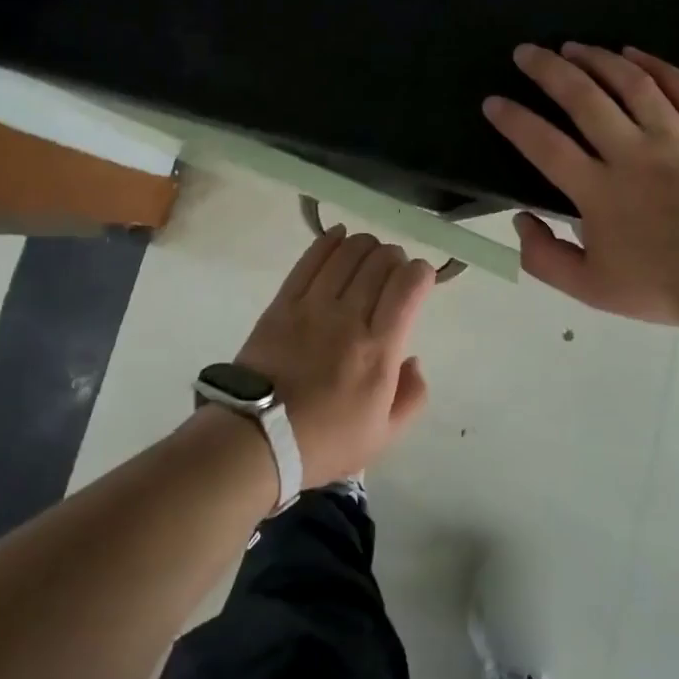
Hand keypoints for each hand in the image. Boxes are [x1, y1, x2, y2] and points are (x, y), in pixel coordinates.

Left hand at [232, 229, 435, 488]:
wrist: (256, 439)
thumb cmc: (324, 442)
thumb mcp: (383, 436)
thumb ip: (412, 396)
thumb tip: (414, 359)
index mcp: (379, 350)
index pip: (408, 286)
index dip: (421, 273)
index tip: (421, 280)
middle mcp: (349, 318)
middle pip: (380, 261)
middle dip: (395, 257)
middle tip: (394, 271)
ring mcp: (313, 305)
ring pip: (348, 253)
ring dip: (366, 245)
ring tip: (369, 254)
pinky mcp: (284, 302)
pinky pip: (311, 259)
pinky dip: (330, 241)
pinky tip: (340, 236)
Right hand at [482, 43, 678, 327]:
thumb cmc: (665, 286)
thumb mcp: (591, 290)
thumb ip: (545, 258)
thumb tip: (521, 219)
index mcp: (598, 191)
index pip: (544, 145)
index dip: (514, 120)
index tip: (493, 101)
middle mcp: (631, 154)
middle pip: (583, 98)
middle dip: (548, 69)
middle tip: (526, 51)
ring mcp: (675, 138)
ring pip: (631, 84)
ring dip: (597, 58)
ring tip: (573, 45)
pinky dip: (656, 65)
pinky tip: (633, 53)